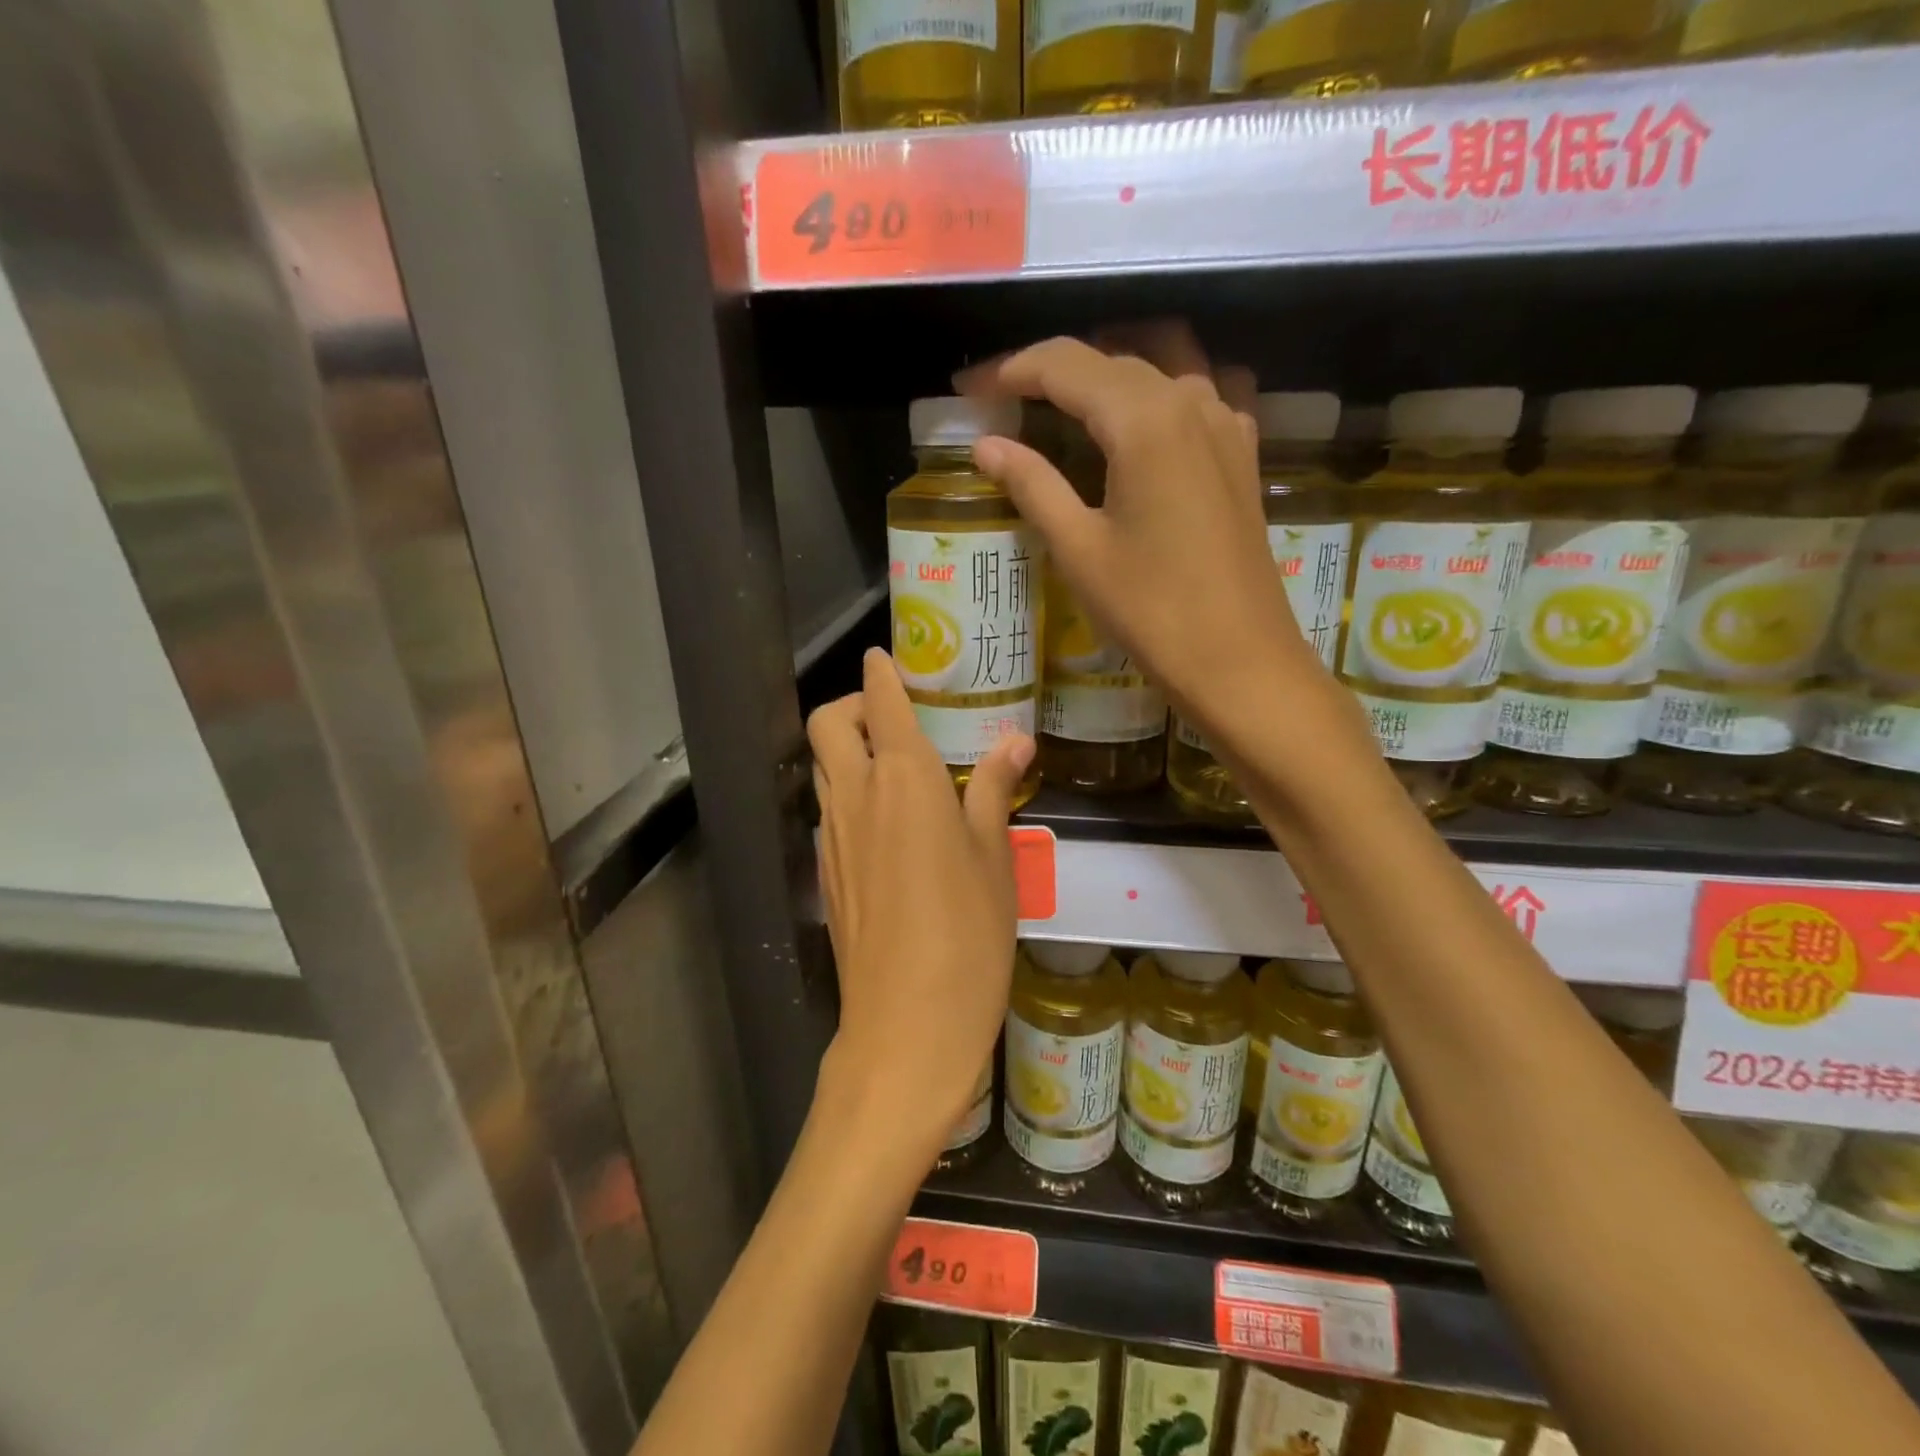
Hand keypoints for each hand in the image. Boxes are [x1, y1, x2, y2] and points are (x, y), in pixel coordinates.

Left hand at [807, 649, 1033, 1157]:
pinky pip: (829, 811)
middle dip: (853, 704)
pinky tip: (888, 824)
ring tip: (895, 766)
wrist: (907, 1026)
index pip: (881, 701)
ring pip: (822, 768)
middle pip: (828, 723)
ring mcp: (832, 836)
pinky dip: (847, 794)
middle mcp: (856, 796)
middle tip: (894, 715)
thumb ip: (994, 790)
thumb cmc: (968, 935)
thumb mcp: (994, 857)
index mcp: (903, 779)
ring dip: (847, 749)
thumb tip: (1015, 742)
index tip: (886, 656)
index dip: (881, 672)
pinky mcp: (826, 874)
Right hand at [956, 335, 1325, 738]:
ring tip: (1065, 399)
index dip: (1011, 369)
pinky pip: (1199, 390)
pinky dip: (1160, 388)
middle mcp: (1190, 400)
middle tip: (1004, 398)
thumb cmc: (1151, 610)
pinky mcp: (1242, 451)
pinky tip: (1141, 418)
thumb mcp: (1079, 549)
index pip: (1066, 364)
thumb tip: (986, 445)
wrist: (1239, 659)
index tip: (970, 389)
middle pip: (1111, 357)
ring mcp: (1227, 421)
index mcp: (1144, 419)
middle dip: (1052, 370)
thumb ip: (1032, 484)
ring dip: (1108, 369)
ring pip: (1160, 364)